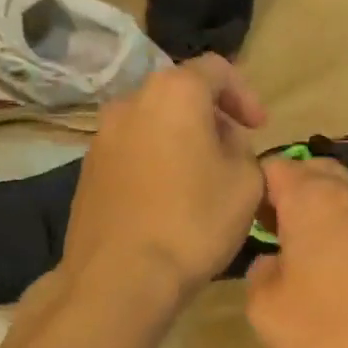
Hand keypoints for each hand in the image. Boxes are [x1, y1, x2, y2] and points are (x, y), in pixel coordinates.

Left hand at [61, 56, 267, 309]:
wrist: (120, 277)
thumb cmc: (193, 224)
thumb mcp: (246, 183)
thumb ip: (243, 150)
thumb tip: (224, 144)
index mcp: (173, 93)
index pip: (216, 70)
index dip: (245, 95)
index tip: (260, 128)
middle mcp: (129, 103)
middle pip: (179, 97)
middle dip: (210, 120)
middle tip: (232, 155)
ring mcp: (101, 139)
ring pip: (152, 127)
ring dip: (180, 144)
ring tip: (199, 182)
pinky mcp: (87, 174)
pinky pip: (131, 157)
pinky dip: (154, 166)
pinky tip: (166, 203)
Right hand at [245, 157, 347, 347]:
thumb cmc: (334, 337)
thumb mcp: (267, 313)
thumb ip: (258, 273)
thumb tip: (274, 260)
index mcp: (315, 198)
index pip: (274, 166)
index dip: (255, 191)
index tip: (248, 226)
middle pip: (316, 173)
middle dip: (292, 197)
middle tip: (278, 239)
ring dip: (328, 216)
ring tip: (316, 260)